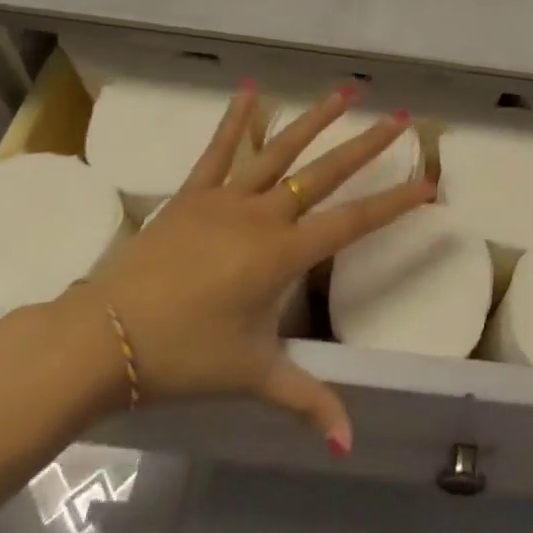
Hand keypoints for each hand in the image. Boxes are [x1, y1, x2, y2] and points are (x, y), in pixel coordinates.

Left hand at [67, 83, 433, 456]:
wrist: (103, 340)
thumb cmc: (184, 357)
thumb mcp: (252, 376)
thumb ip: (305, 400)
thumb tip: (349, 443)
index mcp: (282, 255)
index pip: (353, 223)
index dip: (394, 203)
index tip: (428, 183)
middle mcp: (263, 215)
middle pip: (326, 173)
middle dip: (368, 145)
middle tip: (402, 117)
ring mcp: (226, 198)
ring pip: (281, 150)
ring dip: (316, 119)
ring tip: (347, 92)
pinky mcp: (193, 193)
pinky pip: (220, 149)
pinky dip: (238, 119)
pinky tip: (252, 89)